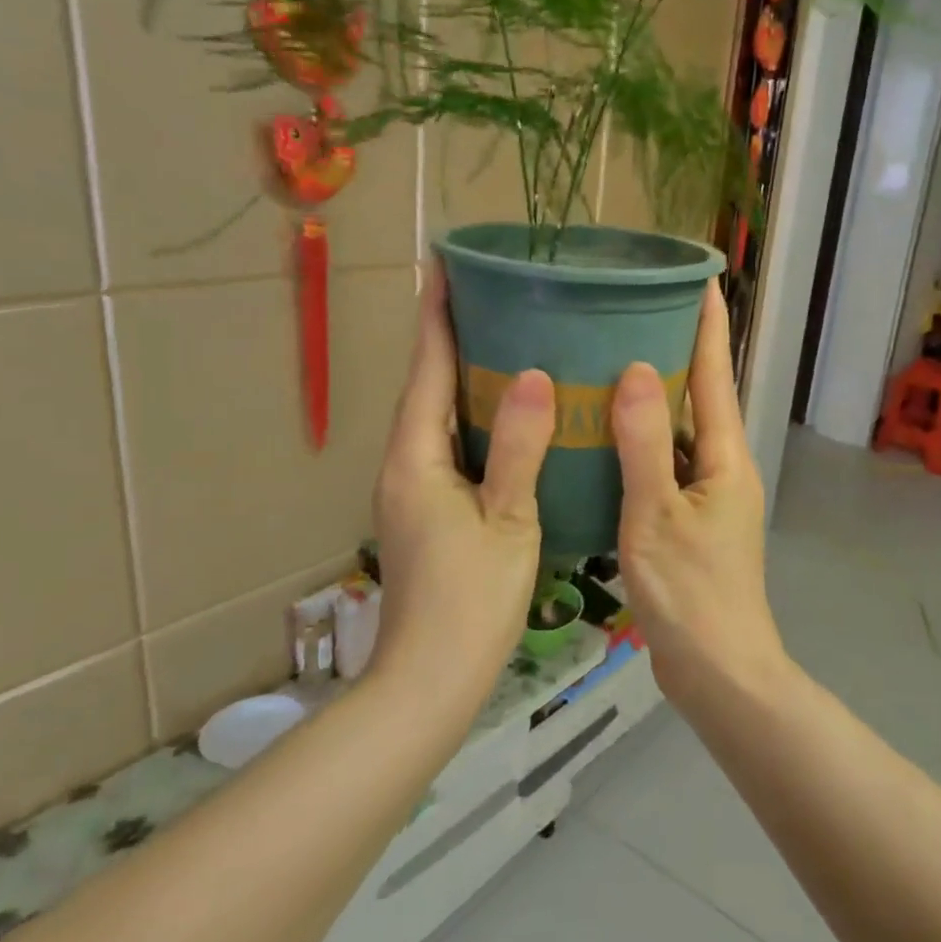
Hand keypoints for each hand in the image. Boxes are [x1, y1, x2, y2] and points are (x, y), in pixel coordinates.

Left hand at [371, 263, 555, 704]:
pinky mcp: (429, 510)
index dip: (438, 315)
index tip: (447, 263)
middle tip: (496, 294)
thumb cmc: (469, 600)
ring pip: (440, 416)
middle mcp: (406, 463)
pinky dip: (476, 417)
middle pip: (429, 385)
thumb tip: (535, 375)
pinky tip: (512, 416)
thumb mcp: (508, 521)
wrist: (429, 678)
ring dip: (465, 375)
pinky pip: (451, 444)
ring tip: (508, 339)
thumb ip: (521, 448)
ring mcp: (414, 488)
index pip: (428, 368)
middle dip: (454, 336)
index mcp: (417, 457)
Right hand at [611, 282, 786, 707]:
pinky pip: (663, 465)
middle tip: (632, 310)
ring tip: (608, 360)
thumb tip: (638, 367)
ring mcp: (706, 496)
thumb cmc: (690, 594)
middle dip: (676, 351)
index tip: (698, 277)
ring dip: (653, 398)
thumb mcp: (656, 514)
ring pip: (678, 432)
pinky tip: (601, 436)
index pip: (717, 373)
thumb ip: (646, 442)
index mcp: (725, 456)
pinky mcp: (688, 521)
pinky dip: (639, 443)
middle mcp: (722, 467)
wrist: (717, 672)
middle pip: (700, 397)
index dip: (709, 323)